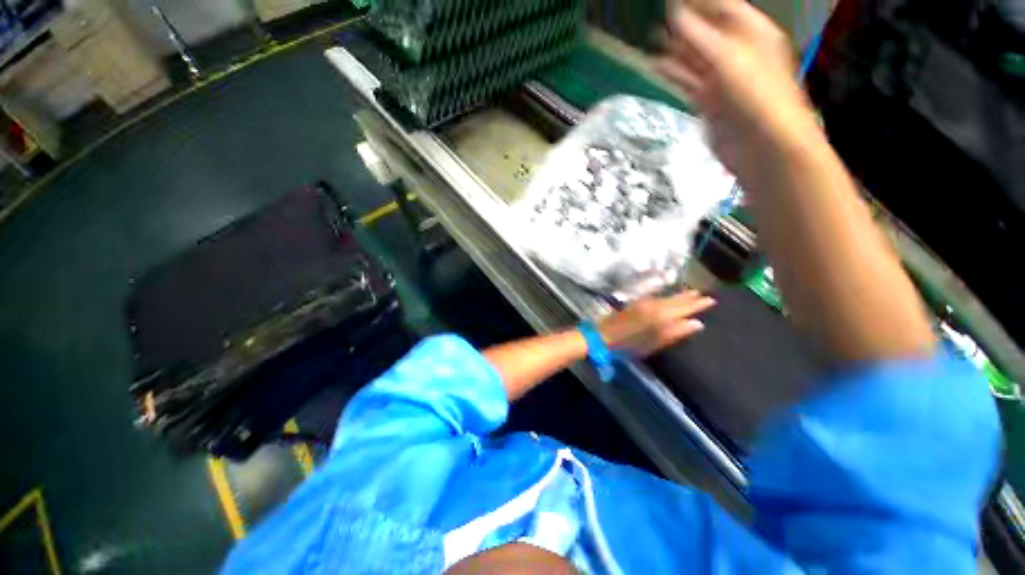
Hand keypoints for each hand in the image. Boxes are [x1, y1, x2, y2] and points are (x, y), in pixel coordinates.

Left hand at [598, 291, 715, 356]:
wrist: (601, 336)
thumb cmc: (627, 345)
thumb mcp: (653, 343)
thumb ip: (674, 332)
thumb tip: (696, 324)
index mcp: (659, 316)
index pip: (683, 308)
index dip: (697, 304)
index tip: (711, 300)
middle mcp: (652, 305)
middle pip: (675, 300)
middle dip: (689, 297)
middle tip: (704, 294)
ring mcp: (642, 303)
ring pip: (666, 297)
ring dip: (679, 295)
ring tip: (692, 293)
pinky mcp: (634, 304)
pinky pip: (656, 298)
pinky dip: (666, 297)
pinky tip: (669, 298)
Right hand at [655, 1, 817, 177]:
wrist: (761, 146)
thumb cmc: (756, 96)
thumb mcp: (728, 59)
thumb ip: (699, 36)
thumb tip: (674, 13)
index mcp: (752, 34)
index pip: (724, 8)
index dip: (699, 3)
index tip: (671, 1)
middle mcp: (737, 53)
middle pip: (706, 34)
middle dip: (682, 28)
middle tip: (655, 22)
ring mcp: (722, 79)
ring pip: (694, 59)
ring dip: (673, 52)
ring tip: (649, 43)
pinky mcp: (709, 102)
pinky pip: (688, 82)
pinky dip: (672, 74)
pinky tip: (656, 67)